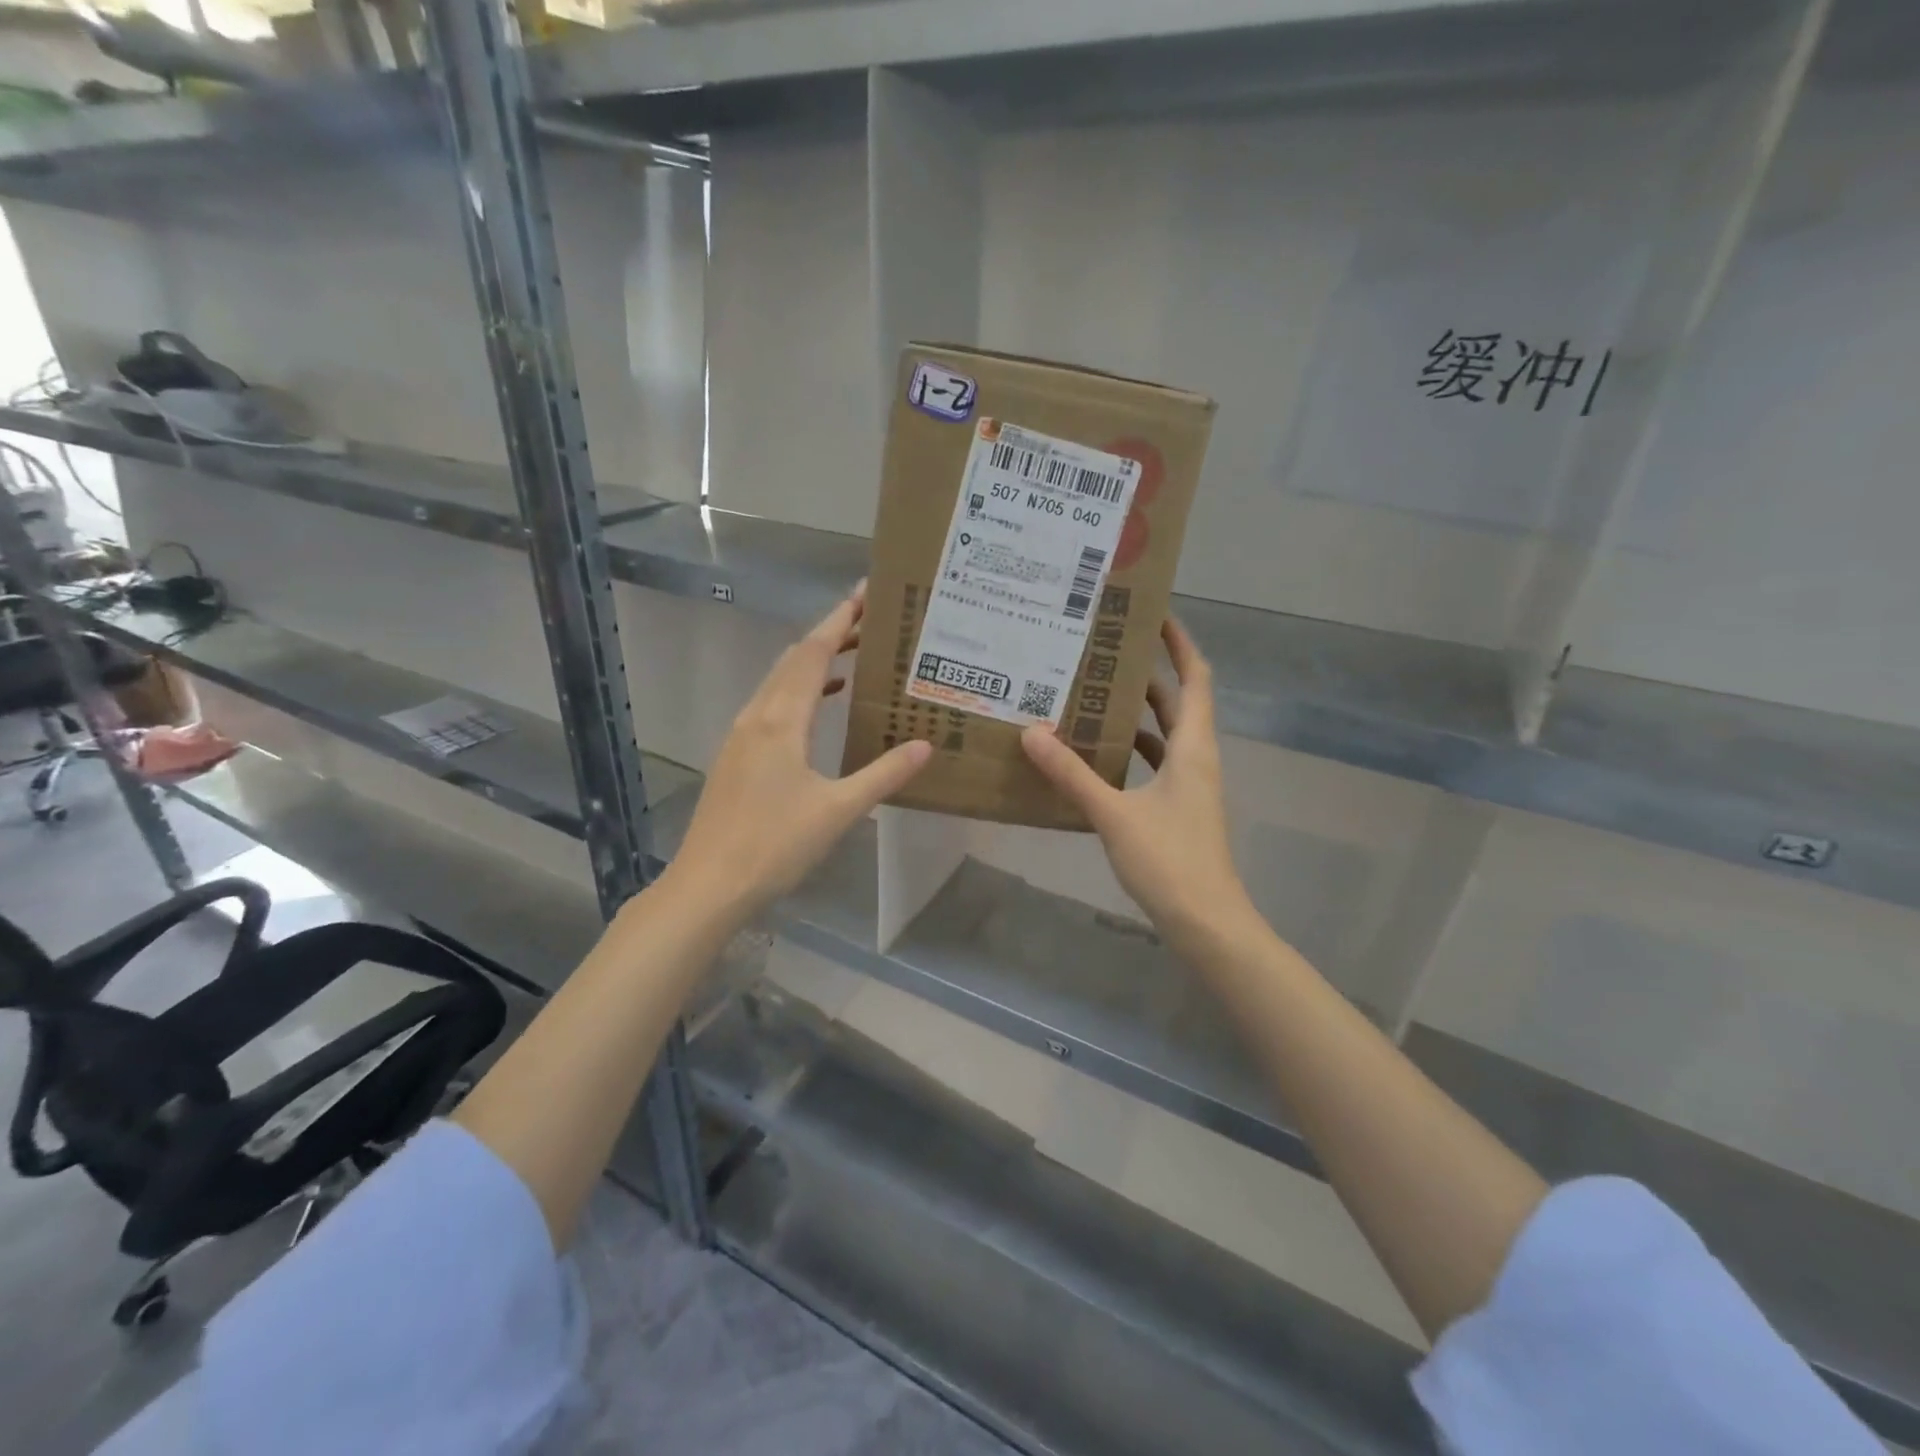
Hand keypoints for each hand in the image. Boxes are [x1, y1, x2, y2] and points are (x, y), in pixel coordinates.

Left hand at [668, 586, 933, 920]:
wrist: (708, 885)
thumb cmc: (774, 845)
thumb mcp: (838, 810)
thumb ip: (883, 774)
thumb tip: (925, 745)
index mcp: (781, 720)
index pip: (812, 653)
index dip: (839, 621)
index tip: (864, 595)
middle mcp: (756, 717)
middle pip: (793, 659)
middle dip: (829, 635)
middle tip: (870, 623)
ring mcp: (740, 736)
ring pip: (778, 682)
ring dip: (812, 663)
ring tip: (851, 658)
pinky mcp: (735, 757)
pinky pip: (770, 706)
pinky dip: (798, 693)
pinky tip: (818, 710)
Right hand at [1021, 619, 1258, 956]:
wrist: (1206, 922)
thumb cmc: (1170, 860)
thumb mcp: (1114, 813)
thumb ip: (1072, 773)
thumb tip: (1031, 732)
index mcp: (1193, 748)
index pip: (1195, 678)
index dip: (1180, 644)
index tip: (1154, 614)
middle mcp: (1195, 759)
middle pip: (1175, 703)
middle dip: (1146, 675)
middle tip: (1103, 652)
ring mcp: (1188, 787)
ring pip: (1162, 736)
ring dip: (1134, 715)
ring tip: (1090, 696)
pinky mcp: (1175, 810)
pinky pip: (1152, 767)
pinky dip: (1128, 754)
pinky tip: (1093, 757)